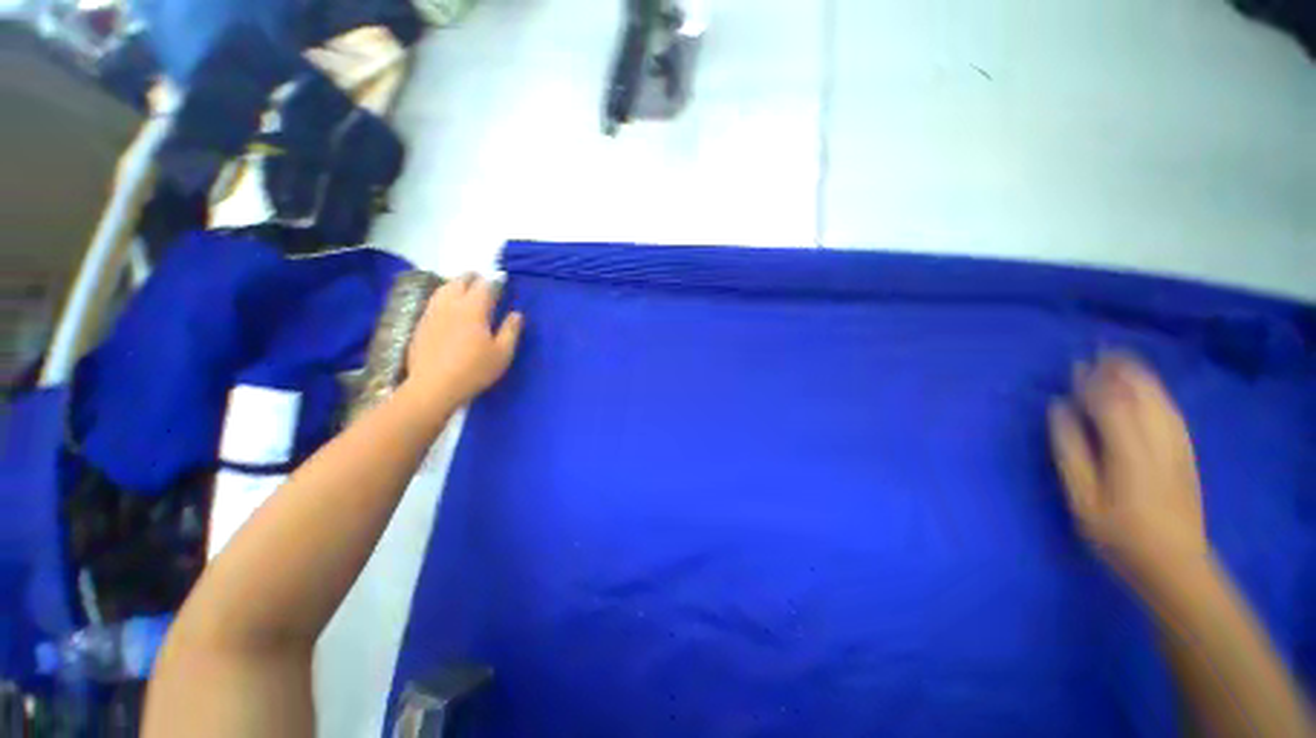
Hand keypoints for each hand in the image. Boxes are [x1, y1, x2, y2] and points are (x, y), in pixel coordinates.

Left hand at [404, 274, 523, 410]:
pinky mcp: (421, 324)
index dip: (495, 281)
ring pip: (443, 289)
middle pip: (460, 281)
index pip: (485, 287)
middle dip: (473, 277)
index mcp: (474, 309)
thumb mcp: (502, 353)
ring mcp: (432, 313)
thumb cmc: (474, 370)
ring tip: (463, 286)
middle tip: (482, 279)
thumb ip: (511, 330)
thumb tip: (516, 314)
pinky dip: (443, 296)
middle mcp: (451, 305)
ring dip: (455, 283)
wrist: (433, 387)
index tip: (502, 279)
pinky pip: (433, 301)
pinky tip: (446, 305)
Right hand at [1047, 354, 1208, 582]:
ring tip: (1121, 360)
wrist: (1175, 564)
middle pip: (1141, 394)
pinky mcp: (1187, 453)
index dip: (1092, 381)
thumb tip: (1059, 410)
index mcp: (1128, 450)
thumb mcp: (1082, 499)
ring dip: (1140, 377)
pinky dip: (1158, 393)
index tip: (1076, 365)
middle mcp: (1158, 440)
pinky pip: (1173, 412)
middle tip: (1100, 351)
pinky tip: (1148, 388)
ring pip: (1160, 399)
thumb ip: (1071, 452)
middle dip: (1120, 370)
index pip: (1109, 402)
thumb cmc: (1118, 534)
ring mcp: (1178, 446)